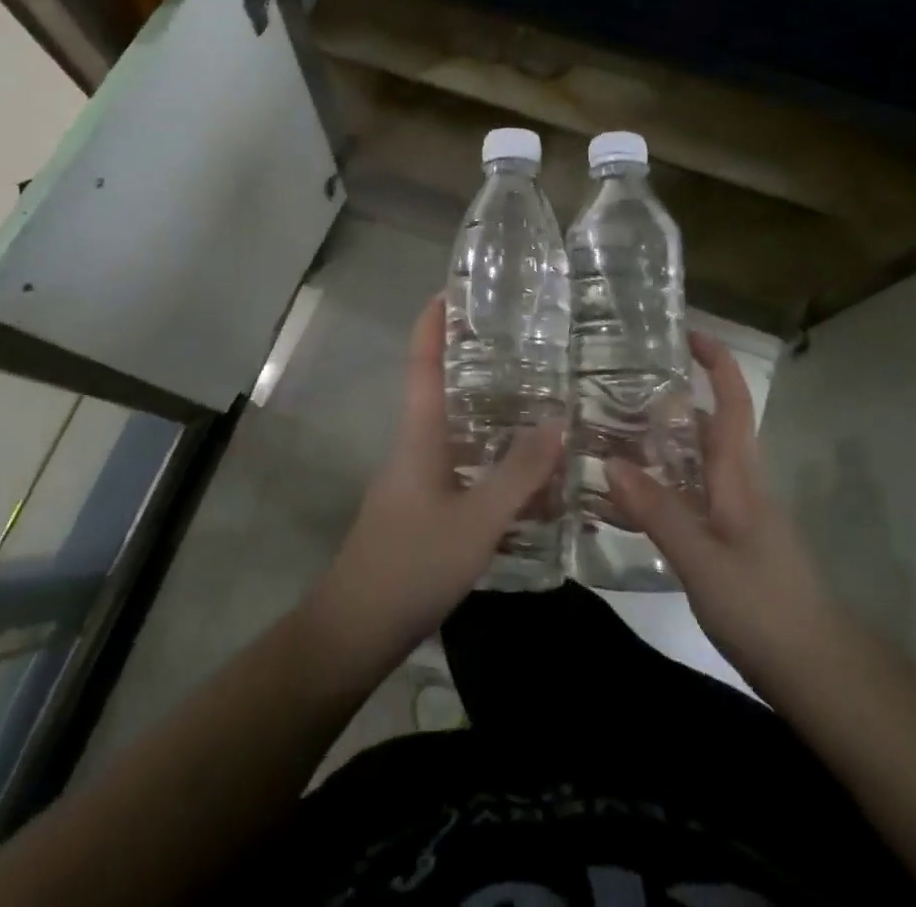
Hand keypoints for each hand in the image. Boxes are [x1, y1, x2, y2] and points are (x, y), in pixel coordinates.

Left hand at [302, 296, 565, 680]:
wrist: (356, 628)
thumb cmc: (412, 563)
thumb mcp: (476, 520)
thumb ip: (518, 473)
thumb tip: (558, 420)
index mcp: (420, 433)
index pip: (423, 362)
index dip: (433, 323)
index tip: (451, 288)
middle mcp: (416, 445)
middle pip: (443, 389)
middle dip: (475, 363)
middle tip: (524, 346)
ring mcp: (417, 478)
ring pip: (457, 431)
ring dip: (490, 414)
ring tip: (538, 402)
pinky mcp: (424, 507)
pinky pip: (463, 466)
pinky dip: (493, 459)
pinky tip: (526, 475)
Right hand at [606, 332, 833, 681]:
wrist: (819, 675)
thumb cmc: (765, 609)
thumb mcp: (703, 560)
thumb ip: (658, 511)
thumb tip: (610, 461)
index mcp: (740, 477)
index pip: (733, 403)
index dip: (716, 363)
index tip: (687, 332)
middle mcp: (741, 486)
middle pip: (709, 428)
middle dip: (671, 402)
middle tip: (616, 392)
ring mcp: (739, 516)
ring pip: (698, 464)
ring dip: (663, 444)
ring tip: (611, 438)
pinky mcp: (732, 543)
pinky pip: (694, 497)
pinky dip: (664, 485)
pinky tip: (632, 501)